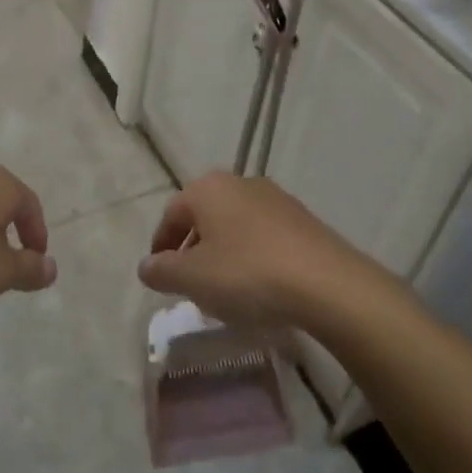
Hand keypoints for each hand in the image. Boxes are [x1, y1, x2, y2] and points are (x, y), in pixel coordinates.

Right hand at [138, 172, 384, 328]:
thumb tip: (146, 266)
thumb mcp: (193, 279)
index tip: (159, 275)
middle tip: (189, 283)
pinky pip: (263, 236)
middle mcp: (240, 182)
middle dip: (193, 248)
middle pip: (205, 215)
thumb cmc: (247, 274)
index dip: (161, 245)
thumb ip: (162, 271)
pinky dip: (252, 256)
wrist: (326, 282)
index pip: (172, 213)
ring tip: (224, 290)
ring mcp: (275, 198)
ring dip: (223, 253)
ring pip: (235, 225)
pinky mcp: (302, 219)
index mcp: (208, 188)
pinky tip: (258, 286)